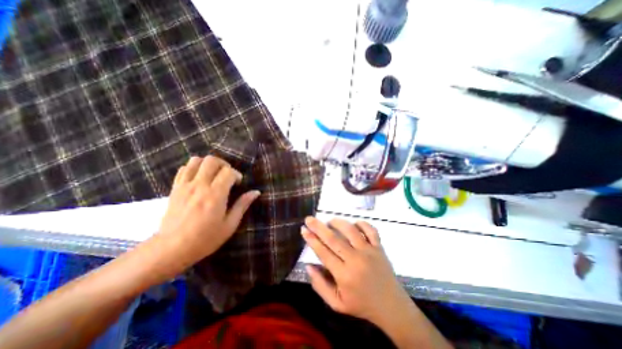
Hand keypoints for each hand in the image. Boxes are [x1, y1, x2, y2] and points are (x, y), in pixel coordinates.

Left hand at [158, 155, 259, 261]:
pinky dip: (194, 168)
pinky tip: (199, 179)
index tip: (238, 184)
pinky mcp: (175, 189)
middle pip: (212, 160)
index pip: (228, 171)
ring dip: (208, 164)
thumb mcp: (230, 224)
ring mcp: (185, 186)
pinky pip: (184, 169)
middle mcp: (199, 186)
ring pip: (196, 160)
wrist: (171, 249)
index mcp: (215, 195)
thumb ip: (242, 205)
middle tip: (227, 175)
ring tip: (214, 175)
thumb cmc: (205, 239)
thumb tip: (256, 192)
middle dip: (224, 164)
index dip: (236, 174)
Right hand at [302, 217, 411, 325]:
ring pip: (351, 230)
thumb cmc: (361, 304)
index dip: (311, 240)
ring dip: (338, 222)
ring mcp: (369, 251)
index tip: (303, 230)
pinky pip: (370, 230)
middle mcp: (355, 260)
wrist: (390, 306)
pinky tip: (354, 223)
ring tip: (329, 221)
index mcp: (344, 275)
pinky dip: (362, 223)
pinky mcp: (379, 247)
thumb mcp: (336, 304)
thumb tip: (308, 266)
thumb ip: (320, 286)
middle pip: (333, 239)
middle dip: (318, 227)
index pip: (323, 252)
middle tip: (309, 219)